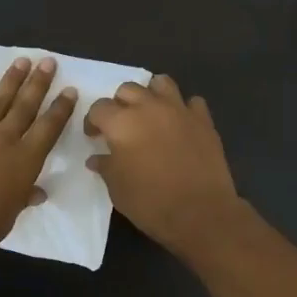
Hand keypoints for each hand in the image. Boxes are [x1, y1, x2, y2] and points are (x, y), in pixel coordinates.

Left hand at [0, 57, 77, 262]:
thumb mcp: (9, 217)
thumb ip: (23, 199)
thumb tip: (37, 192)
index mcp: (24, 161)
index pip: (48, 128)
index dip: (61, 109)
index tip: (69, 90)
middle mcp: (3, 139)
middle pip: (25, 106)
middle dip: (38, 83)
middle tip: (48, 61)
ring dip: (10, 80)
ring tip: (22, 61)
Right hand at [84, 74, 241, 255]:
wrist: (200, 212)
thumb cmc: (150, 202)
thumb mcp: (117, 189)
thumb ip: (106, 166)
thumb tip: (97, 158)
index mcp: (122, 123)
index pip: (99, 108)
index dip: (93, 121)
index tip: (94, 137)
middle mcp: (149, 107)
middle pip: (128, 89)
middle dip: (120, 104)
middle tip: (122, 126)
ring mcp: (179, 110)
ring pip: (161, 83)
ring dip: (152, 94)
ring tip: (151, 114)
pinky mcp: (204, 120)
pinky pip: (192, 102)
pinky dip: (183, 109)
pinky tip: (180, 125)